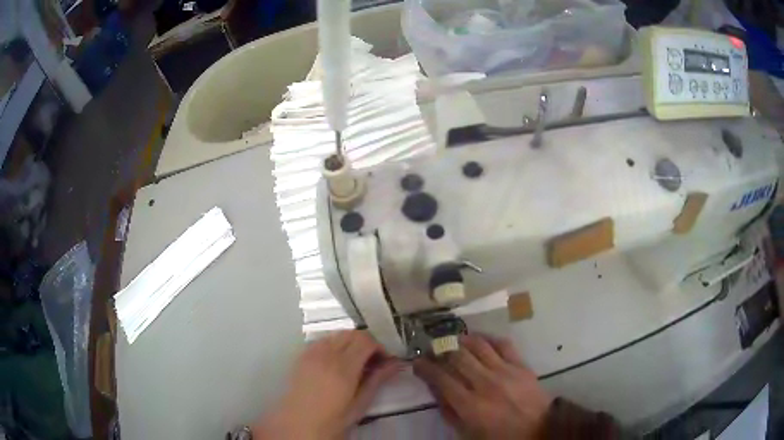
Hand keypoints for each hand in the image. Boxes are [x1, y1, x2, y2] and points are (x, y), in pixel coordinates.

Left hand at [254, 330, 401, 438]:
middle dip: (367, 343)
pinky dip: (335, 344)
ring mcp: (311, 352)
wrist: (298, 424)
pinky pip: (323, 340)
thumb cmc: (332, 420)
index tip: (385, 361)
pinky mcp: (302, 355)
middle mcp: (326, 354)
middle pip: (352, 333)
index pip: (366, 340)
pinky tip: (337, 362)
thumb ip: (377, 380)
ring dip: (351, 342)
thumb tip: (395, 364)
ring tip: (355, 362)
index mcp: (343, 368)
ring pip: (337, 334)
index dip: (380, 347)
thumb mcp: (359, 404)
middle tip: (373, 361)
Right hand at [413, 335, 552, 439]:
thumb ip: (449, 411)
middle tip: (434, 348)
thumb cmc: (499, 435)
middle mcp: (485, 383)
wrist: (538, 429)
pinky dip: (489, 338)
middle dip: (441, 350)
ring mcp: (505, 371)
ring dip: (462, 340)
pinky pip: (503, 344)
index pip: (441, 378)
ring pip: (478, 346)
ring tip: (453, 340)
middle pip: (457, 357)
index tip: (418, 361)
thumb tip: (435, 388)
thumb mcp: (467, 432)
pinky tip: (480, 340)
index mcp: (470, 405)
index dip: (425, 367)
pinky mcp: (521, 365)